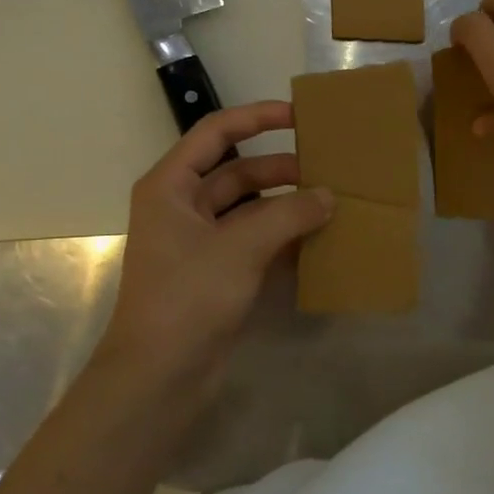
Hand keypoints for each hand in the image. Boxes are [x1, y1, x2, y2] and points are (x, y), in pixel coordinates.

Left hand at [103, 101, 331, 389]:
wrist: (159, 376)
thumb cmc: (188, 297)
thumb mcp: (241, 247)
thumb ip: (289, 214)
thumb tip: (328, 196)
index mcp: (171, 187)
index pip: (216, 133)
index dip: (256, 117)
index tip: (299, 116)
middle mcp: (183, 208)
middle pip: (239, 172)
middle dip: (283, 170)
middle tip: (330, 170)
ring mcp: (201, 243)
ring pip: (252, 210)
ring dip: (288, 206)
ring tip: (333, 204)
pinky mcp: (218, 274)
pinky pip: (256, 242)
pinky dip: (285, 239)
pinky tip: (320, 241)